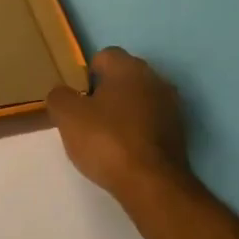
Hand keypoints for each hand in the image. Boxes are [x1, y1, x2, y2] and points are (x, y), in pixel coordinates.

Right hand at [46, 47, 193, 199]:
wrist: (151, 183)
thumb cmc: (106, 140)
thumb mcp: (67, 116)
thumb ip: (59, 96)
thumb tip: (63, 93)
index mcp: (129, 68)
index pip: (104, 56)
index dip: (86, 75)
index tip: (76, 98)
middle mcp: (155, 79)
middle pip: (123, 78)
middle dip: (104, 93)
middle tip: (85, 118)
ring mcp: (172, 106)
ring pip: (138, 100)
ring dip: (122, 112)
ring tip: (104, 137)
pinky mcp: (179, 133)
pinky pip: (150, 122)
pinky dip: (137, 131)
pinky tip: (123, 150)